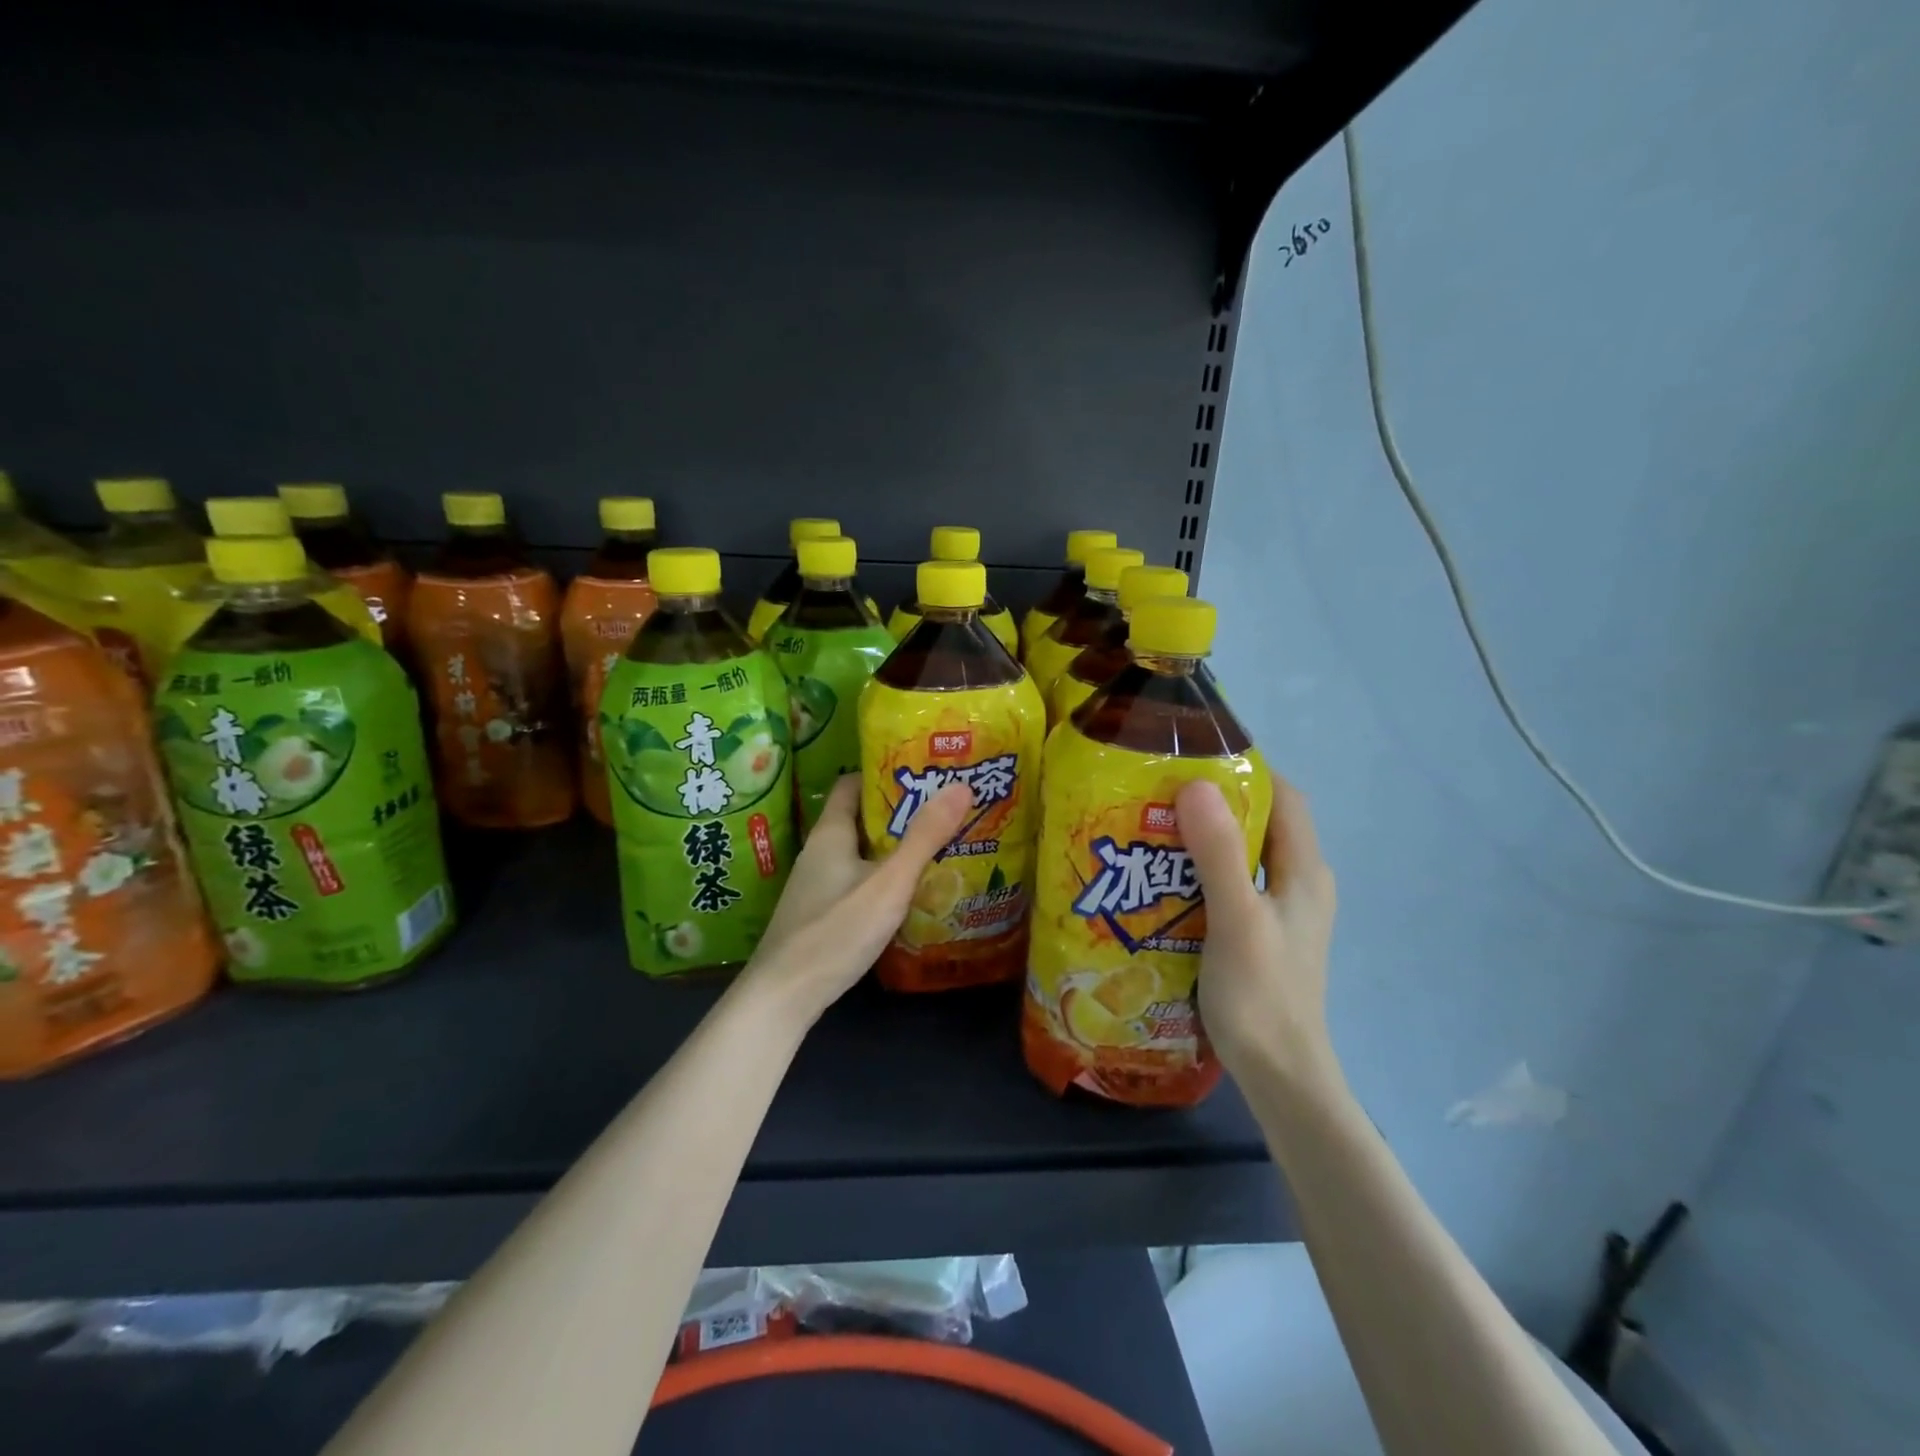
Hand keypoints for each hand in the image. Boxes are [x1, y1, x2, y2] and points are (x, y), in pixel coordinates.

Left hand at [742, 774, 973, 1022]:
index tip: (922, 775)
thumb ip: (924, 837)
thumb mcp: (889, 882)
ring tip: (936, 847)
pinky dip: (881, 877)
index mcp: (830, 833)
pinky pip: (856, 880)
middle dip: (898, 813)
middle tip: (942, 811)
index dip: (883, 775)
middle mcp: (820, 852)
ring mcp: (817, 885)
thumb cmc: (836, 930)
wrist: (784, 996)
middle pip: (859, 818)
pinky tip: (908, 893)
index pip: (851, 784)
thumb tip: (960, 785)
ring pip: (859, 853)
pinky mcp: (820, 913)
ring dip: (892, 848)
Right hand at [1176, 771, 1340, 1092]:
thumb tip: (1195, 783)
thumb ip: (1218, 853)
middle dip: (1213, 804)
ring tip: (1152, 831)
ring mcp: (1281, 911)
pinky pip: (1232, 885)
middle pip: (1260, 823)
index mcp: (1305, 870)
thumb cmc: (1260, 995)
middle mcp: (1299, 883)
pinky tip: (1164, 882)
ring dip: (1203, 839)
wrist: (1280, 1076)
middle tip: (1157, 795)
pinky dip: (1201, 872)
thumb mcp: (1235, 918)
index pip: (1283, 796)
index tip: (1190, 760)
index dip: (1244, 771)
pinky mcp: (1261, 934)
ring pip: (1243, 855)